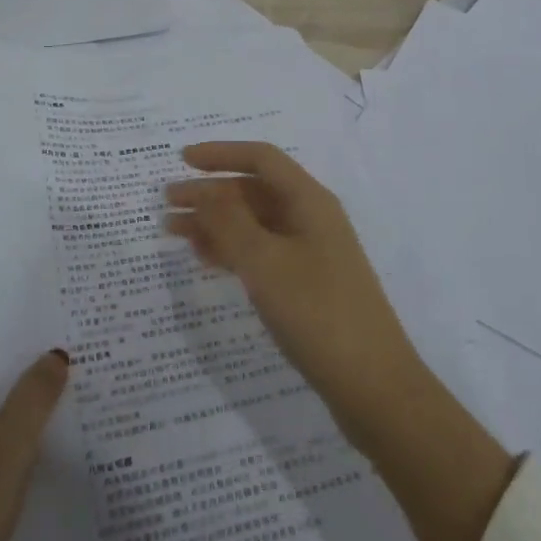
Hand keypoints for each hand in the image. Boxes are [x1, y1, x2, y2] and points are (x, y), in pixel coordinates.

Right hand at [166, 142, 516, 540]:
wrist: (373, 386)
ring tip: (174, 232)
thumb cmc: (317, 313)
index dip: (221, 154)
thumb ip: (229, 222)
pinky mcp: (307, 284)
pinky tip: (205, 259)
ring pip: (255, 223)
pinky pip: (262, 252)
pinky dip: (232, 250)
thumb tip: (202, 189)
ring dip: (216, 223)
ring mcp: (311, 252)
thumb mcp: (265, 263)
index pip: (261, 159)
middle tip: (167, 204)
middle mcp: (311, 218)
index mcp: (309, 201)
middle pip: (255, 191)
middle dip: (210, 193)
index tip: (181, 160)